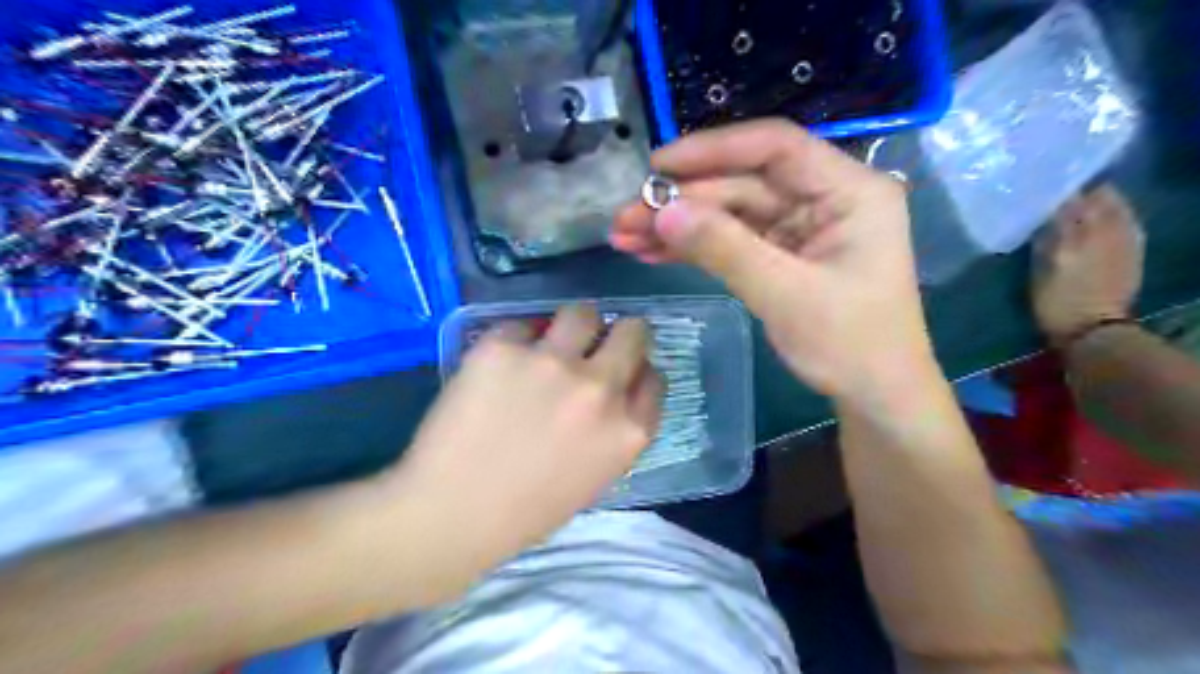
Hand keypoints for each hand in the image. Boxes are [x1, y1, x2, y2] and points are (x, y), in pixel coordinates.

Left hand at [389, 305, 661, 600]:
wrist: (453, 513)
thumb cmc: (528, 509)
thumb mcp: (597, 475)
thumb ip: (616, 429)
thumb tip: (616, 388)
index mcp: (628, 429)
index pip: (654, 378)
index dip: (637, 371)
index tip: (621, 373)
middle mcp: (600, 388)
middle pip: (632, 331)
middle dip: (620, 334)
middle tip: (596, 343)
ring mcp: (552, 363)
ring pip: (582, 313)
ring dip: (574, 326)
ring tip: (552, 342)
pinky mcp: (503, 348)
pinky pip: (521, 326)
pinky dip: (516, 341)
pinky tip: (500, 367)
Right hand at [614, 118, 931, 404]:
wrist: (873, 397)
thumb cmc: (849, 345)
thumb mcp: (785, 294)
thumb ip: (724, 248)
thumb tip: (662, 212)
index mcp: (848, 190)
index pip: (774, 147)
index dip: (712, 150)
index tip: (657, 167)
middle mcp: (824, 198)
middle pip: (743, 183)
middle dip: (682, 201)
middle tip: (625, 217)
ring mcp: (801, 227)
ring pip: (730, 213)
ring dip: (679, 225)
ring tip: (625, 236)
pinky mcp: (782, 254)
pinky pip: (731, 240)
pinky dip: (694, 247)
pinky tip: (653, 251)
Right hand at [1031, 182, 1141, 342]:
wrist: (1094, 330)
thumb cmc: (1055, 304)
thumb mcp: (1040, 272)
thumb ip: (1044, 240)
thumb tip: (1046, 214)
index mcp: (1075, 237)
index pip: (1069, 201)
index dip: (1058, 189)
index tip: (1044, 183)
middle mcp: (1103, 232)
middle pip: (1097, 198)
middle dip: (1082, 189)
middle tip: (1064, 186)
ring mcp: (1123, 239)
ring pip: (1115, 206)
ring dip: (1101, 198)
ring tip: (1084, 194)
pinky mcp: (1134, 249)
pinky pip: (1126, 219)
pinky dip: (1116, 211)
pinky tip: (1107, 213)